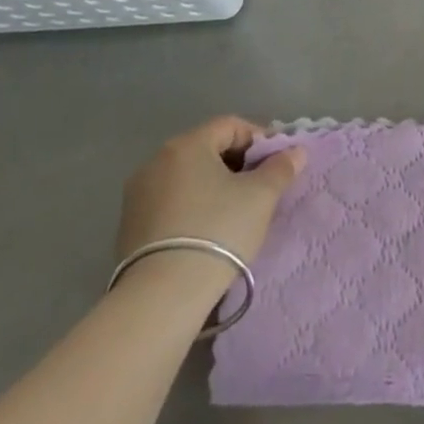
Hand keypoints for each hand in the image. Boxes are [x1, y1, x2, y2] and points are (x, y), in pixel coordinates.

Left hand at [116, 117, 305, 268]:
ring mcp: (137, 195)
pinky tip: (207, 232)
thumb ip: (281, 167)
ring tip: (235, 212)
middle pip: (208, 149)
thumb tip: (296, 152)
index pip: (231, 125)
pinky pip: (170, 203)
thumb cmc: (217, 231)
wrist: (161, 298)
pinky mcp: (128, 227)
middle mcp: (156, 161)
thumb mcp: (261, 196)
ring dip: (214, 186)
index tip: (277, 163)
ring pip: (188, 177)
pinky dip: (193, 207)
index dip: (259, 139)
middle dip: (238, 163)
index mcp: (186, 145)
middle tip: (260, 187)